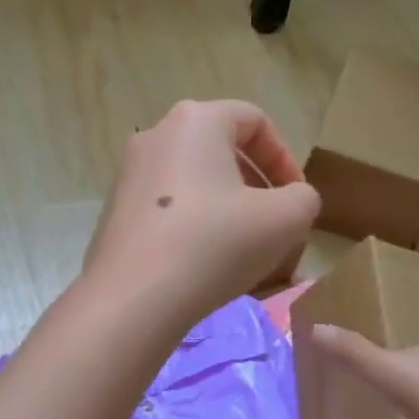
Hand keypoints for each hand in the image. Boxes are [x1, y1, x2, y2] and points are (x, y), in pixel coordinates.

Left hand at [84, 100, 319, 324]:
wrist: (134, 298)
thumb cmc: (215, 244)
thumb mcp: (286, 219)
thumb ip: (303, 199)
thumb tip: (291, 201)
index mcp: (196, 121)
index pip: (254, 120)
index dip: (285, 158)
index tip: (295, 199)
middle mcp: (156, 136)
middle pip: (221, 151)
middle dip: (256, 188)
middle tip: (273, 226)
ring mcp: (128, 175)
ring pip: (194, 183)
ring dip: (227, 211)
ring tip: (243, 252)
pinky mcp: (115, 213)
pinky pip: (168, 210)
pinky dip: (194, 228)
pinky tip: (205, 266)